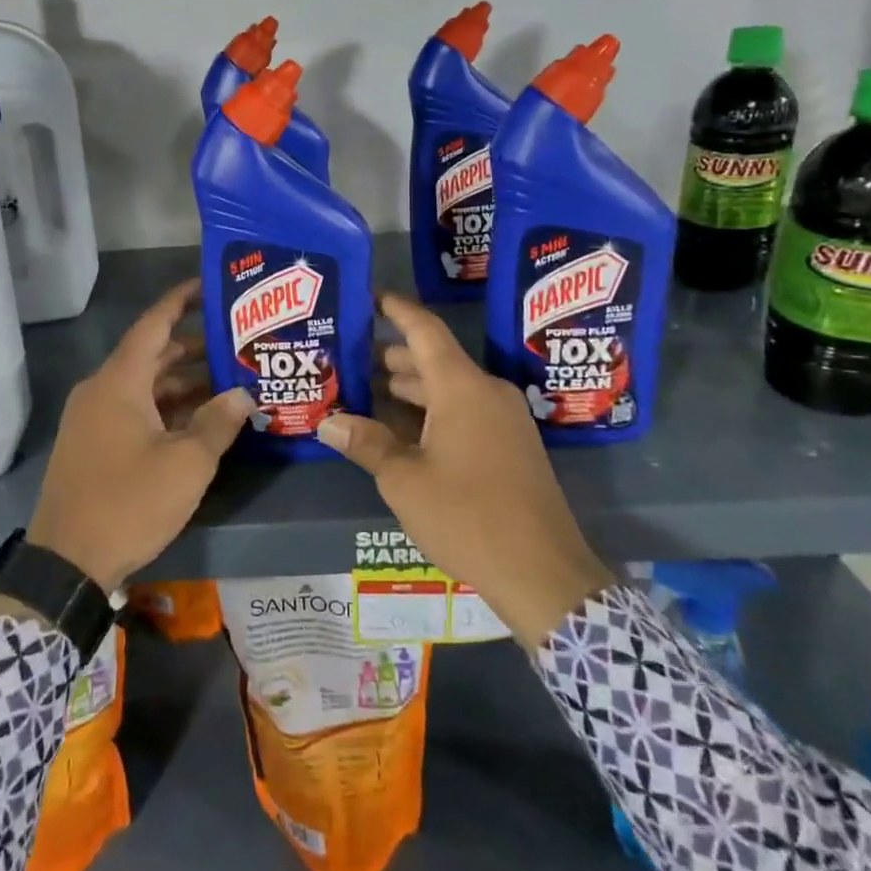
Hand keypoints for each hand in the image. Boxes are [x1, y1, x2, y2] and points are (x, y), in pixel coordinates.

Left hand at [27, 279, 253, 592]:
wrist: (66, 563)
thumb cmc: (129, 502)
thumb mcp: (187, 464)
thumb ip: (218, 422)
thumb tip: (243, 394)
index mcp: (119, 382)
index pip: (153, 324)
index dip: (181, 301)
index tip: (209, 286)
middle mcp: (102, 390)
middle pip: (152, 355)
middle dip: (193, 348)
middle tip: (236, 344)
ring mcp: (93, 418)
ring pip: (144, 386)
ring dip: (182, 383)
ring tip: (228, 383)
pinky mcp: (92, 445)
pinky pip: (133, 410)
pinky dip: (164, 408)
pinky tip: (198, 421)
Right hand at [316, 293, 614, 648]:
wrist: (543, 574)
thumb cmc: (467, 516)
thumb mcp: (404, 479)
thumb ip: (366, 443)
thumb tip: (327, 421)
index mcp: (462, 387)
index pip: (425, 329)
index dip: (395, 309)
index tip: (368, 296)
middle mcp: (486, 392)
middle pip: (433, 360)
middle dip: (390, 357)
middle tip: (347, 356)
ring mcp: (504, 419)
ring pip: (448, 389)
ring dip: (408, 389)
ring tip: (363, 391)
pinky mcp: (511, 446)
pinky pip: (464, 412)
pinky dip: (430, 412)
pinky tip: (400, 430)